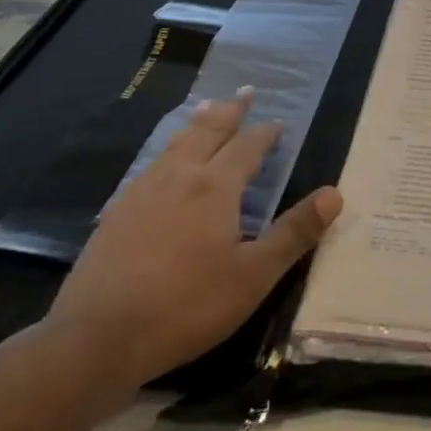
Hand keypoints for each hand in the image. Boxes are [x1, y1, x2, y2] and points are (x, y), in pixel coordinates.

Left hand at [39, 90, 342, 399]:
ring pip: (177, 143)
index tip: (278, 122)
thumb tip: (334, 194)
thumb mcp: (252, 277)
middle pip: (210, 130)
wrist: (96, 339)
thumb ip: (293, 234)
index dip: (265, 133)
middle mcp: (180, 176)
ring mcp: (143, 191)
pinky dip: (169, 149)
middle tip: (245, 91)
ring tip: (207, 109)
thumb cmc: (185, 307)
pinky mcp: (117, 212)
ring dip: (198, 123)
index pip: (248, 146)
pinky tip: (164, 162)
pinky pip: (152, 164)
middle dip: (231, 110)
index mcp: (216, 186)